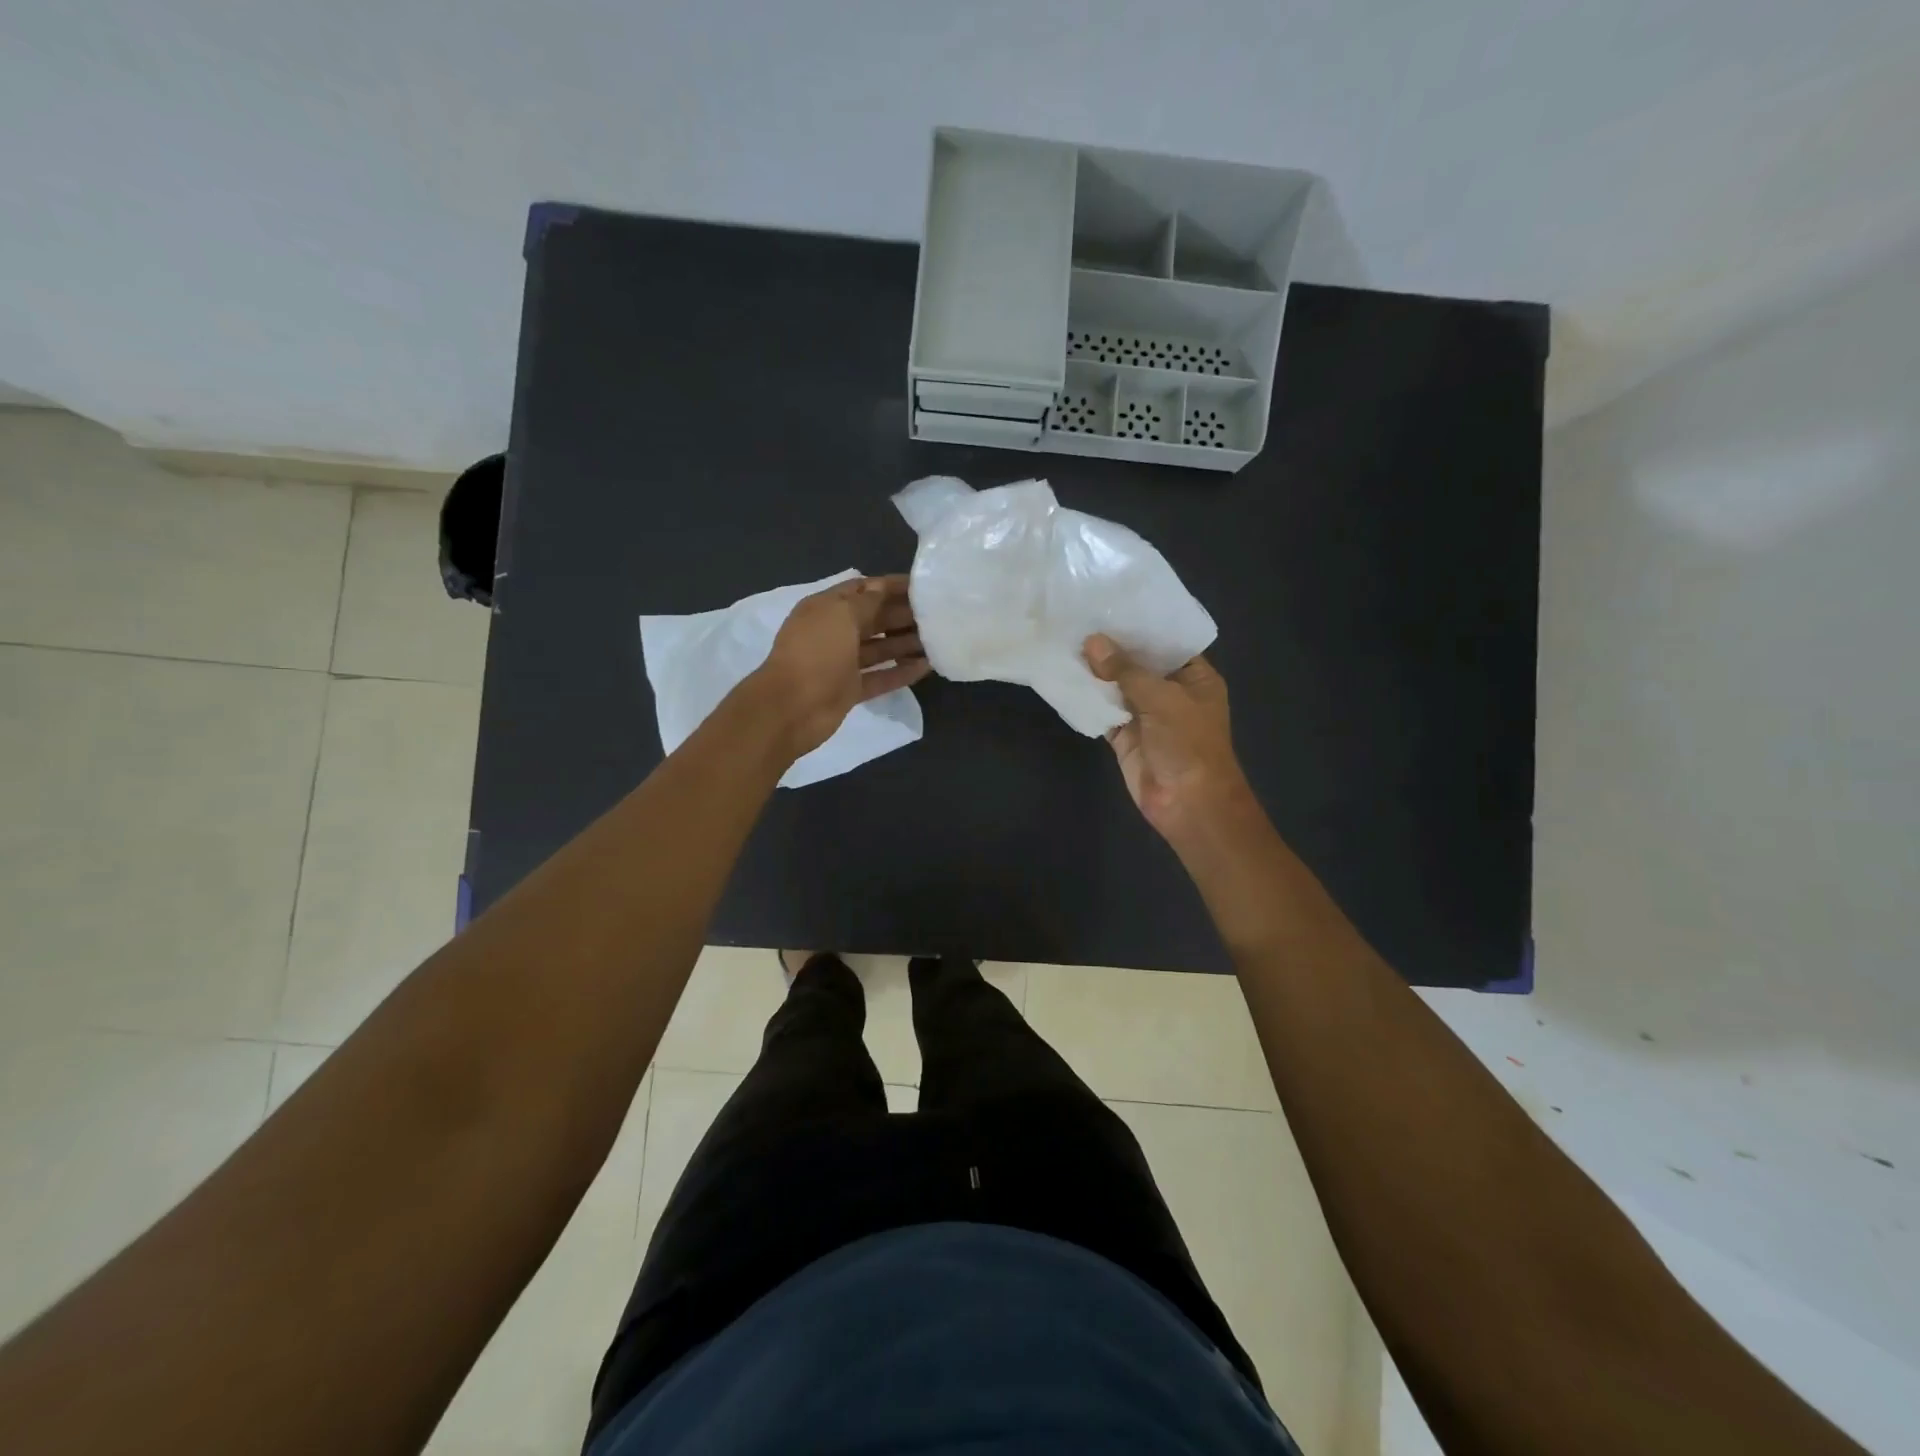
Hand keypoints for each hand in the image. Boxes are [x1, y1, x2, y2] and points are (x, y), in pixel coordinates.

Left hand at [754, 575, 929, 757]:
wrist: (791, 708)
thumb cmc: (816, 653)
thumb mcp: (840, 615)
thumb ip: (866, 600)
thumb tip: (882, 587)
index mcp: (826, 608)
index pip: (862, 589)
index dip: (890, 586)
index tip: (922, 586)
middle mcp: (834, 633)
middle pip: (873, 618)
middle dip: (902, 614)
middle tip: (937, 614)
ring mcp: (842, 663)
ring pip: (879, 648)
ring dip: (905, 643)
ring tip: (937, 640)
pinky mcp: (850, 690)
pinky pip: (881, 677)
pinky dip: (901, 672)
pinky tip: (927, 667)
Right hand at [1084, 635, 1251, 842]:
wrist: (1188, 803)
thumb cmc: (1188, 744)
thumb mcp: (1162, 699)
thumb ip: (1126, 670)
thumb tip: (1093, 642)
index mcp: (1194, 678)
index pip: (1168, 643)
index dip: (1142, 627)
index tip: (1112, 604)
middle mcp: (1171, 693)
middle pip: (1139, 664)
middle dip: (1113, 647)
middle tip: (1080, 617)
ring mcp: (1147, 716)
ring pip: (1118, 688)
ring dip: (1097, 672)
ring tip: (1066, 640)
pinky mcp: (1125, 737)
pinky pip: (1105, 712)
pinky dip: (1088, 700)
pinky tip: (1065, 677)